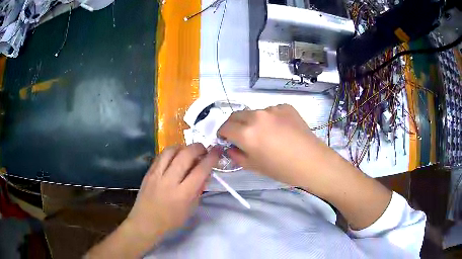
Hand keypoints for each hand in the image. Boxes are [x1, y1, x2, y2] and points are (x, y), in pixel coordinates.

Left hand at [125, 144, 219, 242]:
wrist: (146, 222)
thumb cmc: (171, 220)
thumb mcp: (191, 208)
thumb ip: (199, 189)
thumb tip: (205, 173)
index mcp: (183, 194)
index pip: (200, 170)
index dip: (211, 158)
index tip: (217, 151)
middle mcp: (170, 181)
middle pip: (186, 155)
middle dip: (198, 147)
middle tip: (203, 150)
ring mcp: (157, 175)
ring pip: (171, 151)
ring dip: (183, 147)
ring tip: (188, 151)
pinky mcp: (148, 172)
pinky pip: (160, 156)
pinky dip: (171, 152)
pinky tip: (174, 156)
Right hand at [218, 104, 329, 185]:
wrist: (312, 161)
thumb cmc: (282, 169)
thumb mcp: (254, 166)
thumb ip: (236, 155)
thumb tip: (230, 147)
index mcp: (246, 133)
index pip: (225, 127)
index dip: (222, 134)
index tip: (226, 139)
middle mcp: (257, 116)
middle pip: (236, 115)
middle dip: (234, 125)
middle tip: (241, 136)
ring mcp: (273, 109)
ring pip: (254, 113)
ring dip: (253, 121)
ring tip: (266, 134)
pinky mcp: (286, 106)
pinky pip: (271, 111)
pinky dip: (270, 119)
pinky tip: (280, 130)